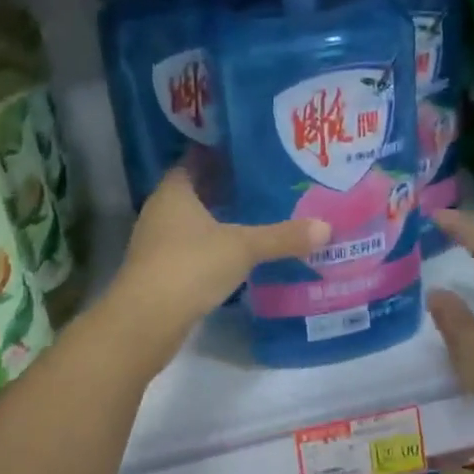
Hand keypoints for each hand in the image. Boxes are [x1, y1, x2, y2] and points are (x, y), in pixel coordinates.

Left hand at [106, 167, 327, 342]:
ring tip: (253, 216)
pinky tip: (234, 254)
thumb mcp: (243, 248)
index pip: (193, 161)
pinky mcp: (159, 272)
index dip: (217, 155)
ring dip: (215, 219)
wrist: (146, 321)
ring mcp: (156, 243)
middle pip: (193, 191)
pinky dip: (209, 247)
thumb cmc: (191, 266)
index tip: (247, 153)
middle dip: (222, 188)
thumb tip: (326, 227)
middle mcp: (160, 211)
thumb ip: (283, 237)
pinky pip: (189, 249)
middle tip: (260, 183)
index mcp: (174, 192)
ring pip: (190, 222)